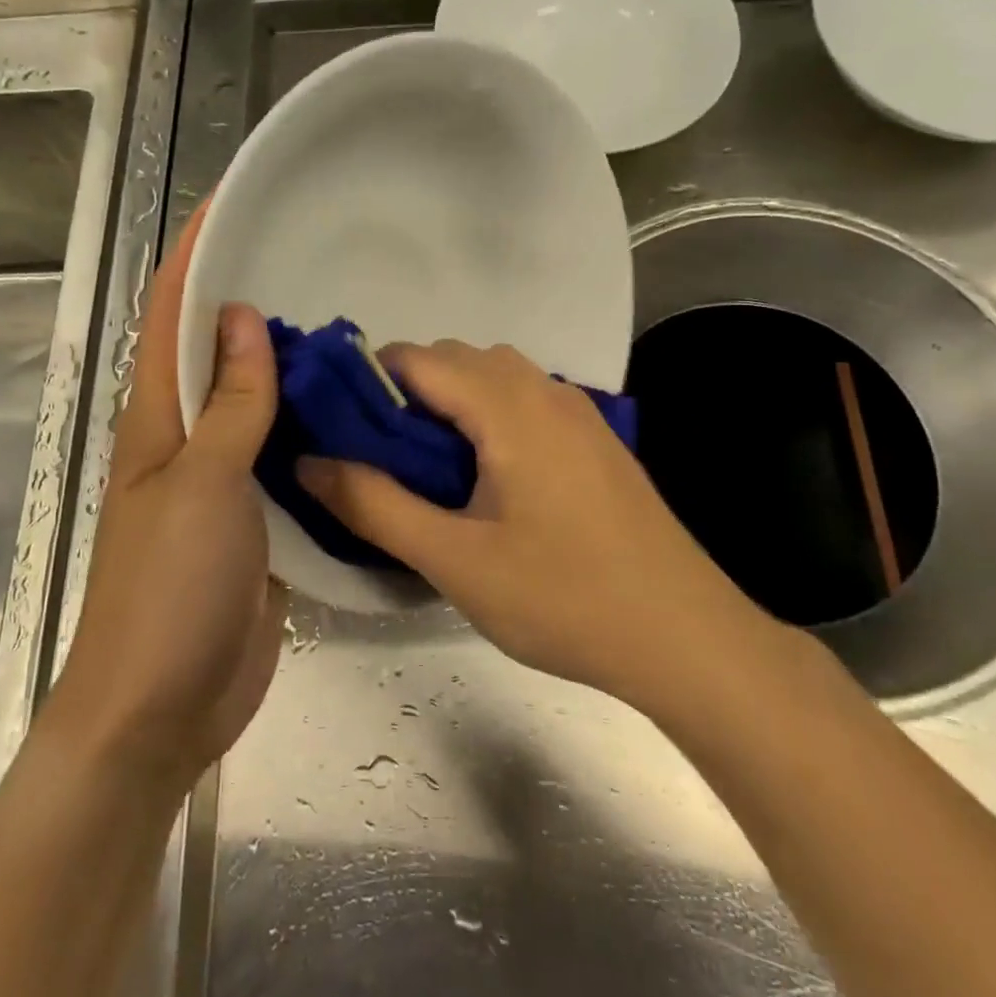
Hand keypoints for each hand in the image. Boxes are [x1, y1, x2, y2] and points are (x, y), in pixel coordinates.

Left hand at [44, 205, 288, 792]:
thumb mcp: (202, 485)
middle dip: (250, 299)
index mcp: (158, 421)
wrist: (164, 706)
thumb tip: (244, 318)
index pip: (170, 318)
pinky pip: (284, 456)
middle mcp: (187, 440)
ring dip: (288, 365)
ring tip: (345, 324)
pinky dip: (309, 426)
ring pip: (255, 404)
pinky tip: (351, 410)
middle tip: (311, 259)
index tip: (228, 204)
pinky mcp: (258, 519)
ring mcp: (224, 481)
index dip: (193, 257)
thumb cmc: (168, 590)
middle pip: (216, 353)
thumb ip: (229, 405)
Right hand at [299, 341, 772, 706]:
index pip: (415, 358)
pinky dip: (485, 414)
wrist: (687, 638)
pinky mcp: (595, 438)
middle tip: (376, 458)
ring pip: (492, 376)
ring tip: (426, 469)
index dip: (364, 382)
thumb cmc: (564, 598)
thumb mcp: (454, 559)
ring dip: (447, 402)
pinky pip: (523, 400)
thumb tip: (308, 461)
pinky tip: (484, 477)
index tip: (335, 427)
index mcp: (508, 405)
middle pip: (453, 358)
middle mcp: (544, 389)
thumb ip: (373, 504)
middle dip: (403, 393)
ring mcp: (578, 411)